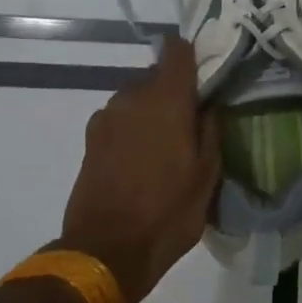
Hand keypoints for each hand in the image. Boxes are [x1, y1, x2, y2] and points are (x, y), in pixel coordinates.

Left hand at [56, 37, 221, 302]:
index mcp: (166, 100)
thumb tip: (209, 105)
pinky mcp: (90, 139)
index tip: (206, 71)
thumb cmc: (167, 213)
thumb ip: (211, 131)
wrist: (105, 251)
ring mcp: (106, 117)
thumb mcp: (207, 176)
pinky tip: (141, 160)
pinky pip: (120, 120)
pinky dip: (132, 129)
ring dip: (151, 111)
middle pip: (156, 76)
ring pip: (136, 98)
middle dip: (174, 91)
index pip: (177, 51)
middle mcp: (132, 97)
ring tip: (166, 145)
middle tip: (191, 121)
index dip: (192, 54)